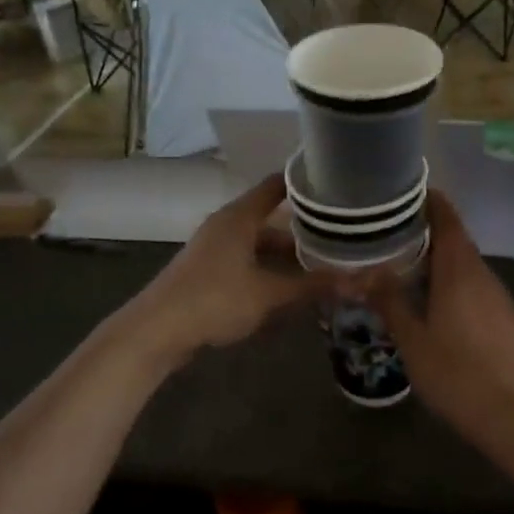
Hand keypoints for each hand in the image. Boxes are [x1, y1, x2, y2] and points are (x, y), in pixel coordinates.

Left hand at [128, 175, 329, 363]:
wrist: (157, 330)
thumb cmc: (215, 300)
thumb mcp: (269, 294)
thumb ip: (311, 285)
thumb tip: (356, 281)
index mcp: (240, 217)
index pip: (277, 186)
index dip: (305, 183)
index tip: (336, 184)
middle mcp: (227, 224)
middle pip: (271, 218)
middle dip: (304, 230)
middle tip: (341, 236)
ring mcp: (215, 248)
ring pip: (259, 243)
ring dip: (286, 255)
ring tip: (322, 266)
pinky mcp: (208, 271)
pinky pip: (247, 261)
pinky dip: (269, 269)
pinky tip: (289, 288)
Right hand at [367, 191, 513, 441]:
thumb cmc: (458, 373)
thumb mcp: (413, 339)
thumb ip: (390, 301)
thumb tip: (366, 271)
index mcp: (458, 268)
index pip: (446, 216)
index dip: (428, 199)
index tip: (403, 193)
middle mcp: (481, 273)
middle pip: (455, 238)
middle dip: (425, 231)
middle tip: (389, 233)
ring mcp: (497, 296)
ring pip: (464, 264)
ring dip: (437, 259)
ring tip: (403, 265)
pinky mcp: (504, 318)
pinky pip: (472, 286)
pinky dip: (450, 282)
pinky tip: (431, 302)